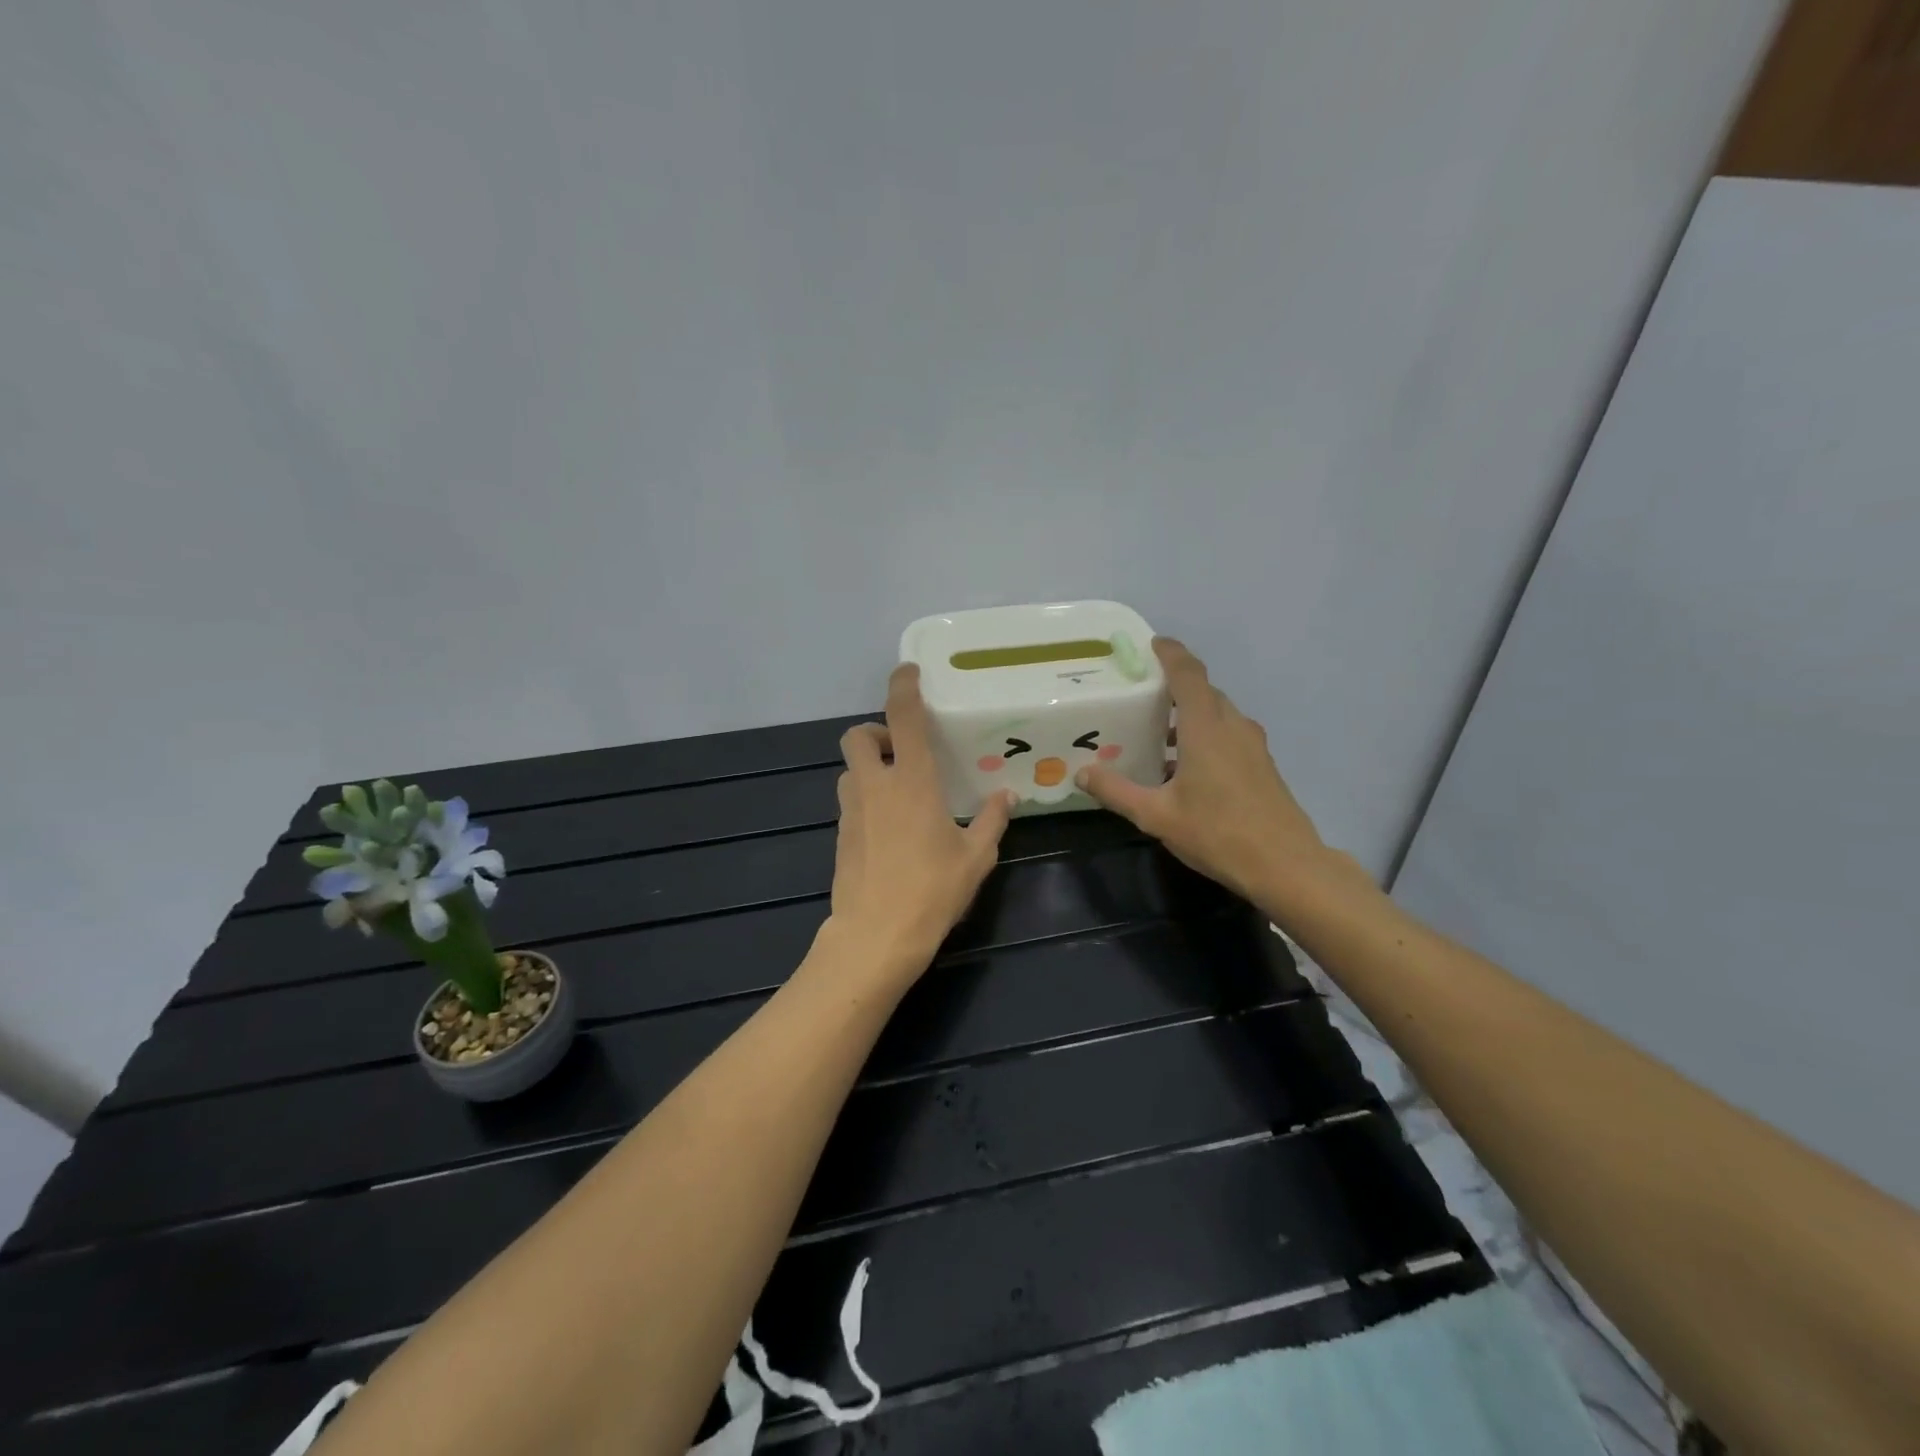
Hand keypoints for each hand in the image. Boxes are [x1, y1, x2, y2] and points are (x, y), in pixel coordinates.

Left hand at [827, 664, 1014, 978]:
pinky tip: (890, 830)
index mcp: (911, 781)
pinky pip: (850, 801)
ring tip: (899, 793)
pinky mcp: (839, 836)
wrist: (875, 937)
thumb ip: (991, 820)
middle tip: (903, 752)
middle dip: (876, 732)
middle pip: (857, 735)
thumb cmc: (932, 892)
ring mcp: (851, 810)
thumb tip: (1007, 796)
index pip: (902, 717)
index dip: (903, 687)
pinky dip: (866, 799)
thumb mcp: (975, 857)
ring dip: (870, 767)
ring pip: (850, 769)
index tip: (908, 672)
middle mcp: (875, 786)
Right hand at [1076, 639, 1342, 911]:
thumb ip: (1117, 791)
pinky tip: (1183, 768)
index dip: (1171, 653)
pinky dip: (1204, 735)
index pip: (1189, 673)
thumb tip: (1082, 773)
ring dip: (1189, 715)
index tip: (1151, 644)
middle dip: (1174, 686)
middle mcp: (1233, 726)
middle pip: (1203, 692)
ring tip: (1156, 734)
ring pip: (1217, 715)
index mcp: (1206, 727)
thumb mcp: (1156, 815)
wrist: (1286, 865)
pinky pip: (1228, 735)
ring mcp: (1252, 745)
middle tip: (1140, 695)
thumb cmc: (1218, 833)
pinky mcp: (1262, 765)